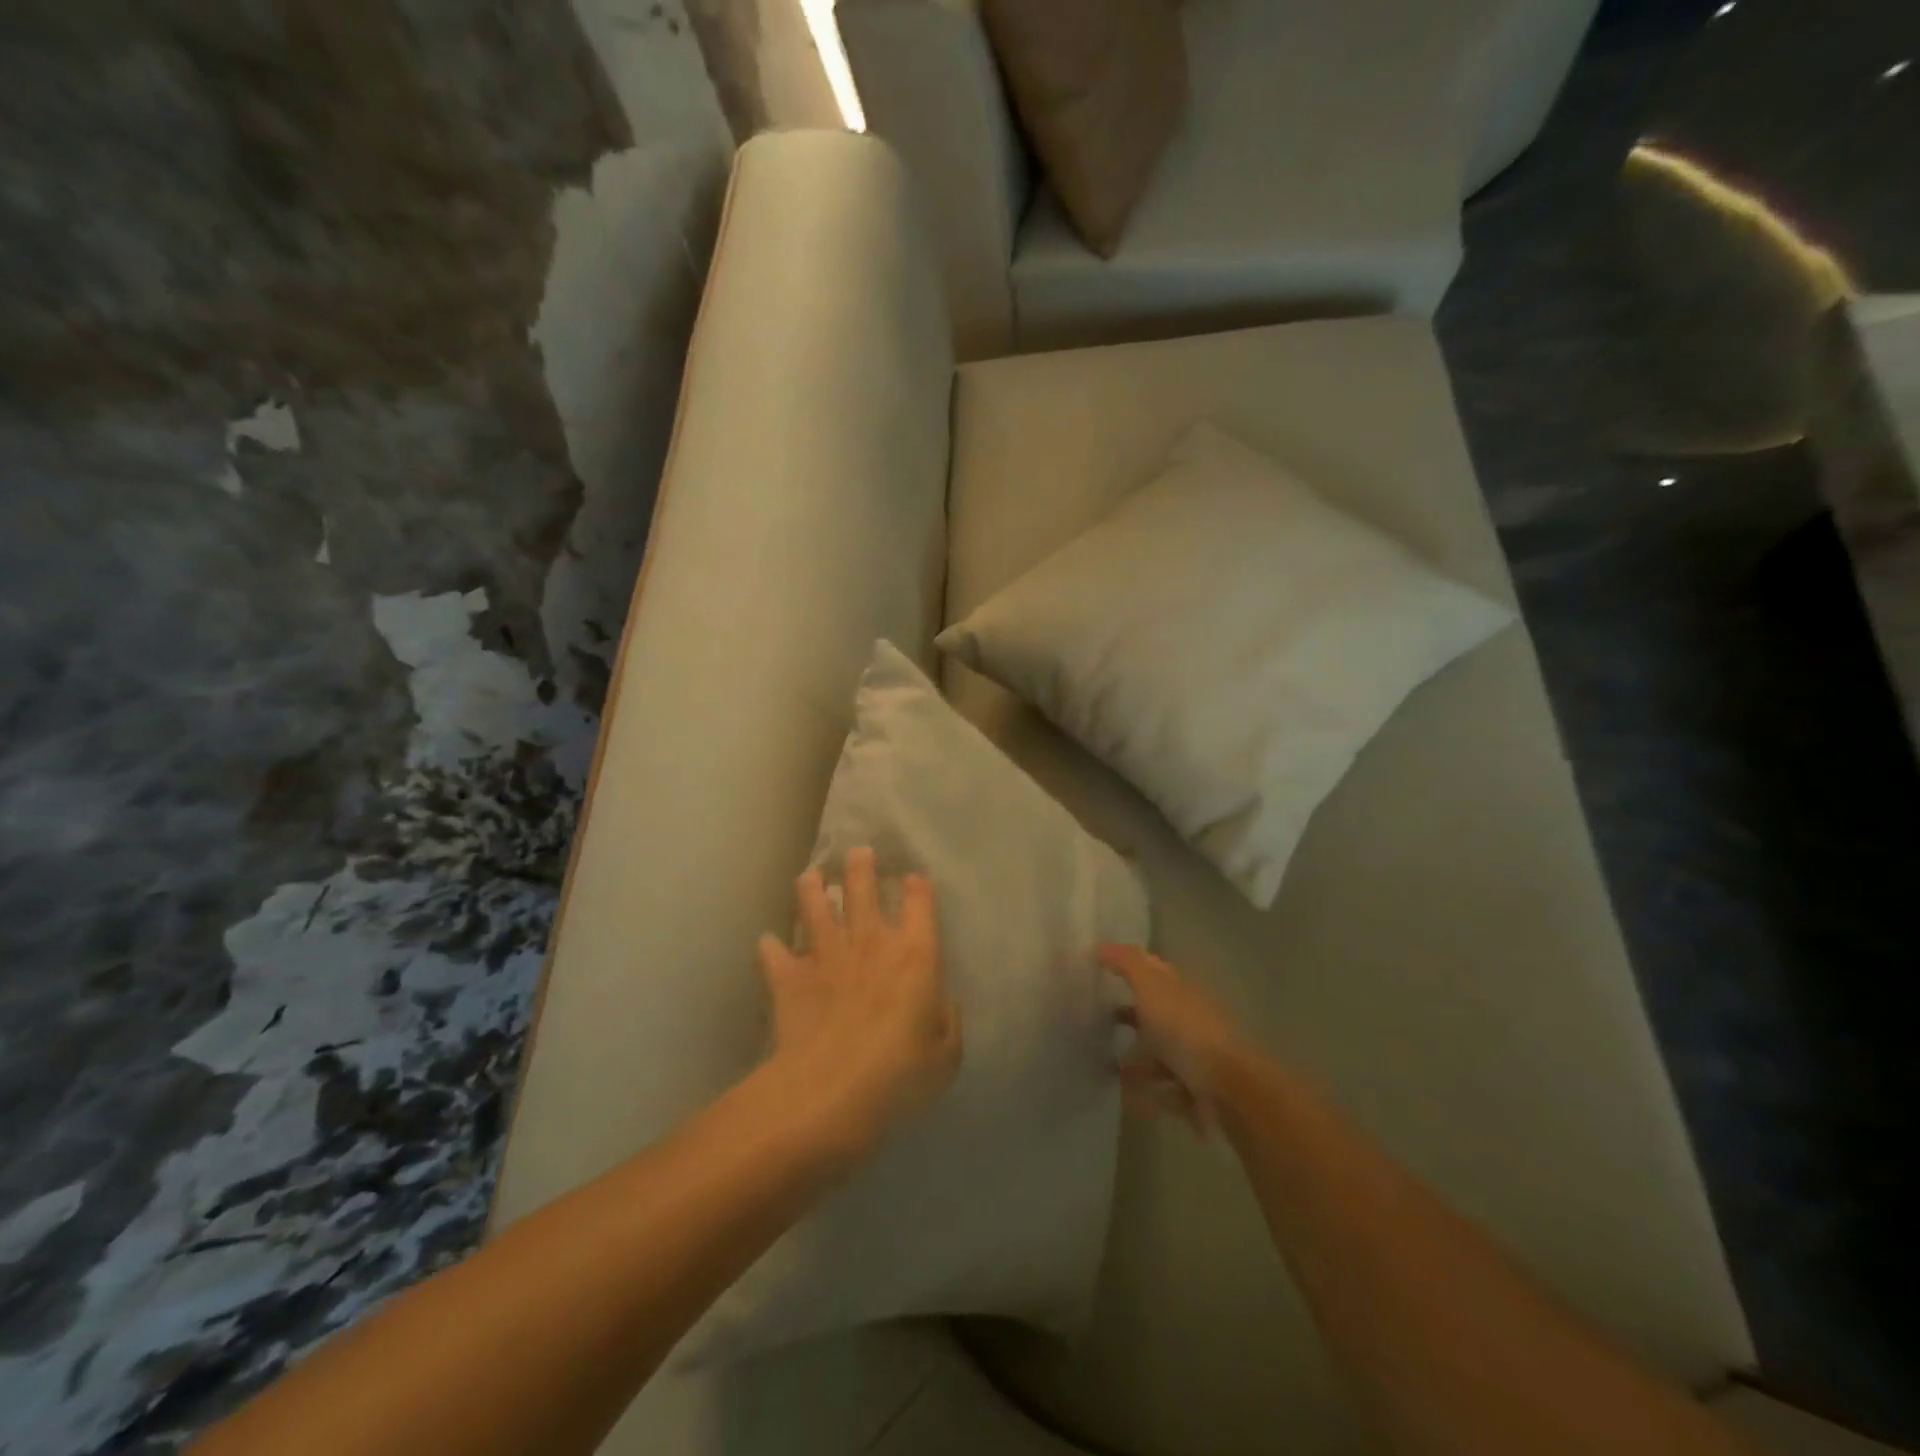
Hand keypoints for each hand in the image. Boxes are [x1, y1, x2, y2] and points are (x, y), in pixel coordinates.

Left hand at [758, 848, 961, 1161]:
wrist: (830, 1091)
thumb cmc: (899, 1074)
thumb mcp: (946, 1055)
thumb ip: (947, 1020)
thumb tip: (941, 1001)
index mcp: (914, 954)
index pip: (919, 903)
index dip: (917, 887)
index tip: (914, 878)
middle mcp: (869, 942)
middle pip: (862, 889)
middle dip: (860, 866)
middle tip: (858, 853)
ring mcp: (825, 956)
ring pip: (814, 908)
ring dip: (811, 889)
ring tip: (810, 876)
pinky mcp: (790, 978)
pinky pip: (776, 954)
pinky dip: (771, 947)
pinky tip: (768, 941)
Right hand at [1101, 944, 1250, 1134]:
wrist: (1227, 1089)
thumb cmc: (1185, 1031)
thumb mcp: (1151, 986)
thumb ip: (1126, 963)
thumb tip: (1101, 944)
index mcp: (1181, 992)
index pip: (1154, 971)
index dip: (1128, 966)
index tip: (1098, 968)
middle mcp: (1190, 1020)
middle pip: (1156, 1014)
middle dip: (1128, 1017)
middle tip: (1095, 1023)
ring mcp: (1196, 1057)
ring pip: (1159, 1055)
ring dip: (1135, 1062)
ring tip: (1104, 1068)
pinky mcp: (1196, 1092)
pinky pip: (1165, 1090)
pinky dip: (1147, 1094)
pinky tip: (1127, 1099)